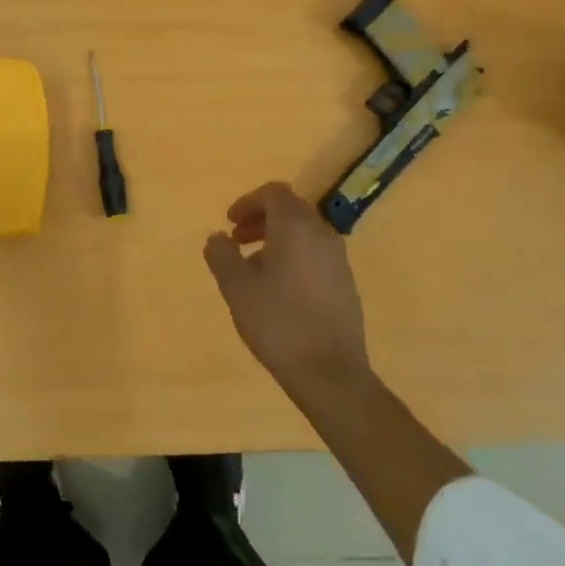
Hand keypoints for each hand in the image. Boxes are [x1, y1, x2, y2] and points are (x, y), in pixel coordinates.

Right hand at [203, 183, 372, 412]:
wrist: (331, 373)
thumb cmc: (278, 322)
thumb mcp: (236, 287)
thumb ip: (222, 255)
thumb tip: (218, 237)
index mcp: (296, 227)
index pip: (274, 193)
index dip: (248, 202)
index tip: (230, 223)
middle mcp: (322, 234)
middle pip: (290, 210)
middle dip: (261, 219)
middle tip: (237, 240)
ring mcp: (338, 260)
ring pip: (304, 234)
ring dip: (276, 239)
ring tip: (253, 268)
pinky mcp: (346, 284)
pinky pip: (315, 255)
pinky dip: (293, 257)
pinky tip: (278, 289)